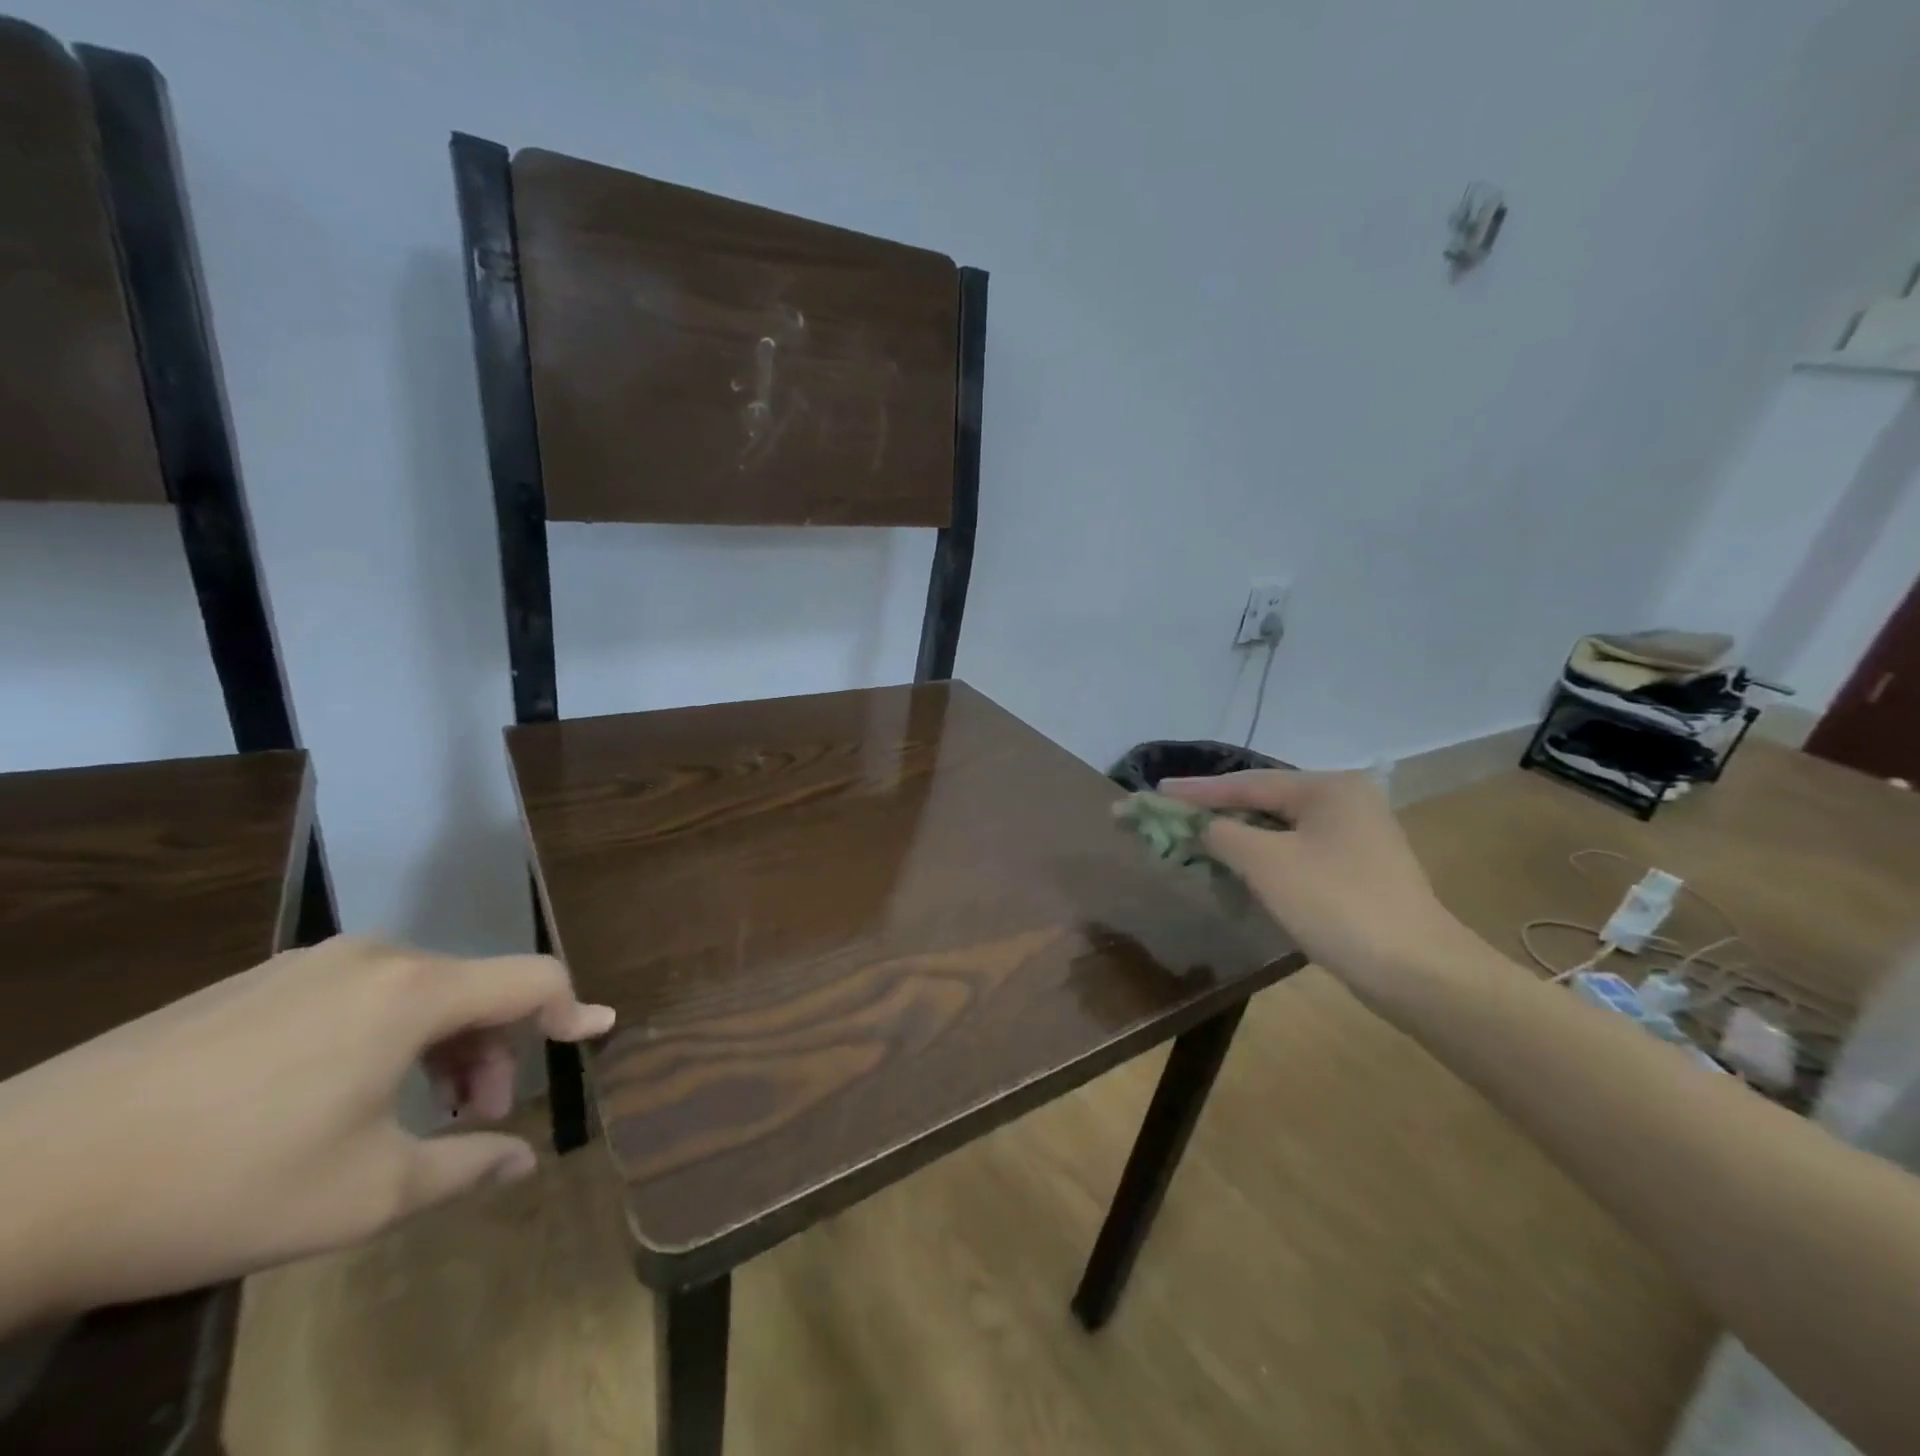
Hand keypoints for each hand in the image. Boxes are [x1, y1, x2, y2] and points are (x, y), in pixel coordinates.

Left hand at [0, 937, 612, 1325]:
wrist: (15, 1183)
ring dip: (438, 1046)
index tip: (594, 1034)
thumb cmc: (225, 1184)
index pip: (533, 978)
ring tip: (405, 1114)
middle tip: (473, 1118)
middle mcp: (375, 957)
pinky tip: (329, 1097)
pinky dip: (381, 1036)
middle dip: (491, 1052)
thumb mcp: (365, 1197)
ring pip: (414, 992)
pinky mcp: (253, 981)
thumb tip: (521, 1162)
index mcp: (416, 992)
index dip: (573, 1006)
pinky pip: (355, 994)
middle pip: (473, 989)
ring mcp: (308, 963)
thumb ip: (465, 1169)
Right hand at [1158, 770, 1482, 1006]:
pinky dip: (1265, 856)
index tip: (1156, 792)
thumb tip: (1200, 826)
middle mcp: (1347, 801)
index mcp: (1328, 788)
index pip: (1247, 782)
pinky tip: (1242, 867)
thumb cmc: (1335, 903)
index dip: (1197, 790)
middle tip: (1174, 816)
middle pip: (1266, 800)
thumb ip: (1223, 834)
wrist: (1417, 971)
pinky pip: (1299, 850)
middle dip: (1218, 812)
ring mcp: (1359, 836)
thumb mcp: (1266, 863)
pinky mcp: (1361, 870)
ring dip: (1240, 836)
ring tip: (1199, 840)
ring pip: (1282, 828)